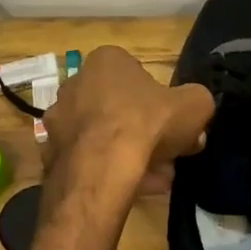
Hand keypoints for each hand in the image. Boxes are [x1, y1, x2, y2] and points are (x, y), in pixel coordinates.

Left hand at [41, 46, 213, 193]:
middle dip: (143, 131)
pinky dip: (109, 172)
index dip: (159, 100)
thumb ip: (198, 101)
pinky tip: (132, 188)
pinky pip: (89, 160)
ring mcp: (59, 120)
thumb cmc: (147, 124)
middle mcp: (75, 84)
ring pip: (103, 137)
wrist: (101, 169)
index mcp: (106, 61)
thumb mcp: (194, 105)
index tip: (171, 123)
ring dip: (128, 154)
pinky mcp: (52, 154)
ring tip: (155, 178)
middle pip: (118, 108)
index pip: (137, 74)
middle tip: (167, 154)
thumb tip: (194, 112)